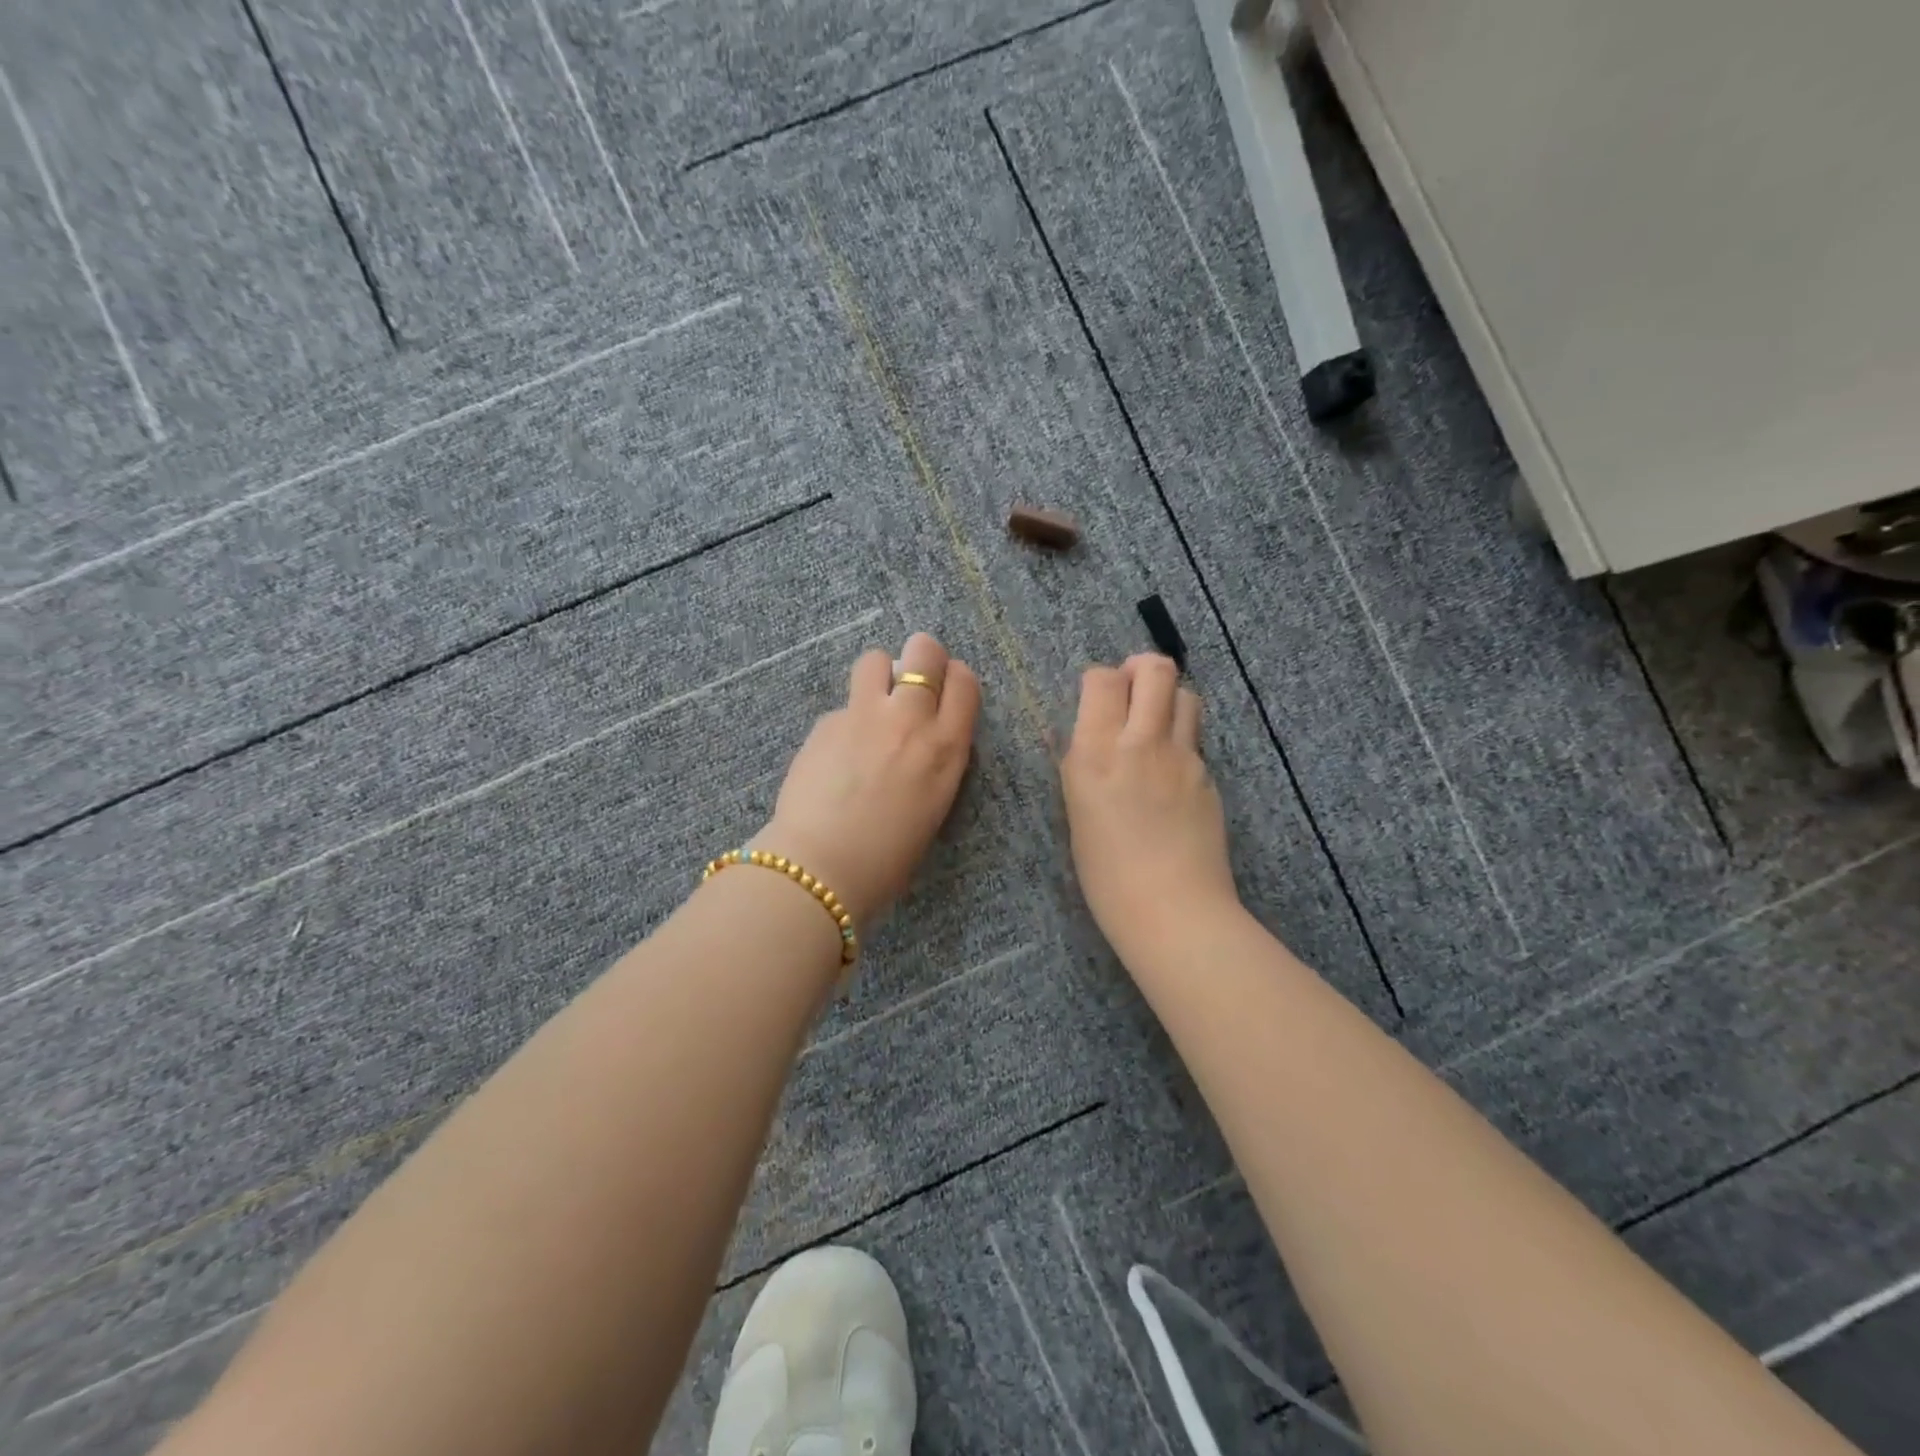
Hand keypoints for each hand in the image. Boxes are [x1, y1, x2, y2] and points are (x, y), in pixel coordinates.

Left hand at [759, 633, 980, 927]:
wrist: (823, 865)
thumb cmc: (888, 856)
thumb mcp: (934, 806)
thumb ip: (935, 761)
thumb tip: (921, 738)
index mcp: (946, 748)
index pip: (964, 682)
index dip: (954, 678)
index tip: (945, 688)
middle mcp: (910, 720)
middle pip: (924, 652)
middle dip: (921, 657)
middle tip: (910, 681)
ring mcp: (865, 716)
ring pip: (876, 660)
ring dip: (879, 675)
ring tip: (872, 703)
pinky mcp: (826, 722)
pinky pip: (843, 704)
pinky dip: (845, 720)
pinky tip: (835, 752)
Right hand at [1061, 654, 1238, 956]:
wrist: (1173, 910)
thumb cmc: (1106, 875)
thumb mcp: (1076, 813)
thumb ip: (1080, 767)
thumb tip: (1080, 739)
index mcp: (1095, 753)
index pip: (1102, 679)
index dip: (1099, 680)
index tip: (1097, 700)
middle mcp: (1141, 743)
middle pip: (1154, 669)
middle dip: (1141, 669)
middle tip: (1132, 691)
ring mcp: (1182, 757)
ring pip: (1186, 694)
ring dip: (1168, 698)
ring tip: (1155, 725)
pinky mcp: (1208, 776)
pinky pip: (1195, 739)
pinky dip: (1181, 740)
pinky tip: (1171, 773)